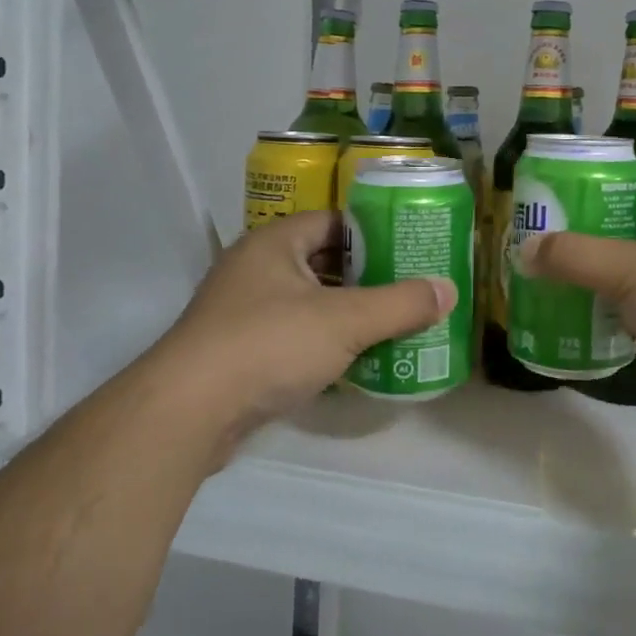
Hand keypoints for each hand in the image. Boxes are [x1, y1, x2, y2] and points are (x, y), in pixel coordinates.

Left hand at [154, 211, 453, 460]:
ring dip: (349, 313)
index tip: (412, 246)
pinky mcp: (241, 353)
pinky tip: (358, 359)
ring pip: (310, 302)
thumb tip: (449, 289)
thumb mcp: (344, 321)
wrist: (187, 413)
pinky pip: (295, 336)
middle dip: (368, 276)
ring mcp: (245, 312)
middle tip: (413, 286)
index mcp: (275, 243)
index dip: (375, 231)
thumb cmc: (268, 345)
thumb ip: (400, 304)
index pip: (334, 221)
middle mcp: (257, 269)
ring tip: (396, 322)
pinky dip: (326, 343)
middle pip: (324, 262)